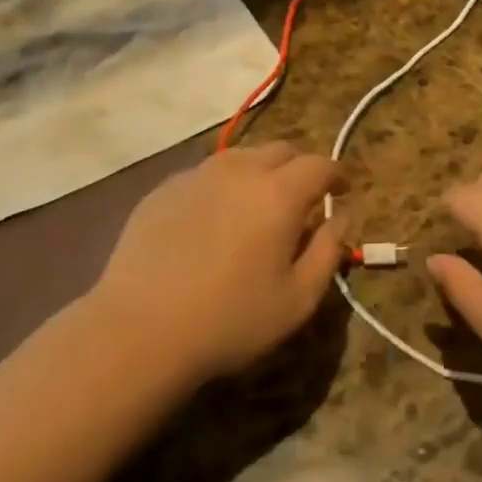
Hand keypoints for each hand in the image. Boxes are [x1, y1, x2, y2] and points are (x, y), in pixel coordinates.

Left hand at [91, 142, 344, 383]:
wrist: (139, 330)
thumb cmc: (230, 319)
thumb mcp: (299, 299)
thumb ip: (329, 250)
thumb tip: (341, 216)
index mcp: (279, 193)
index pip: (320, 165)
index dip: (336, 175)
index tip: (341, 192)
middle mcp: (240, 170)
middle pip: (281, 150)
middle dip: (300, 168)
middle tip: (302, 200)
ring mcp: (197, 175)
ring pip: (241, 157)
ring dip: (260, 172)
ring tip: (257, 206)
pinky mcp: (164, 189)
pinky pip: (206, 175)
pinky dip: (222, 187)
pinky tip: (212, 222)